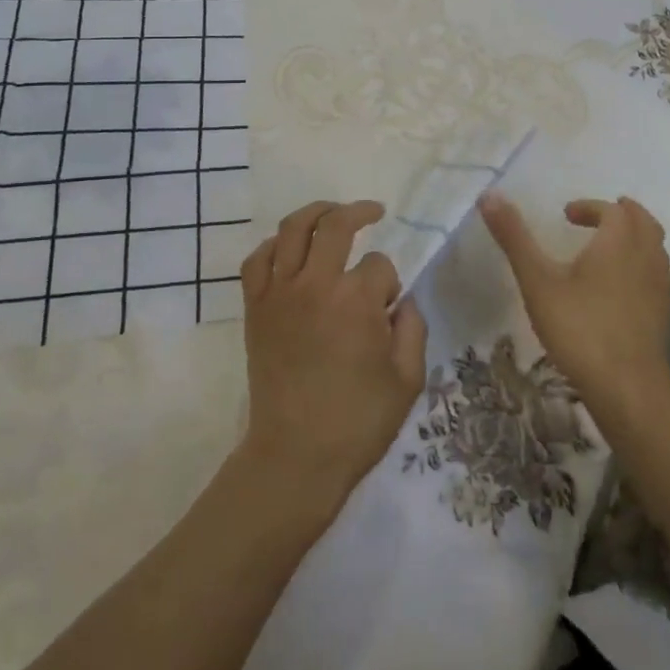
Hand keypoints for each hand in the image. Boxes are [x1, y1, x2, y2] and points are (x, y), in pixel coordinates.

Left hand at [238, 200, 427, 508]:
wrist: (295, 457)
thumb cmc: (358, 421)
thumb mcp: (408, 378)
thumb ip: (413, 328)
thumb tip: (400, 300)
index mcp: (356, 301)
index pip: (379, 265)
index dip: (389, 282)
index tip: (388, 308)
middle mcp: (315, 285)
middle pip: (335, 224)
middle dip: (359, 212)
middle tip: (374, 212)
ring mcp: (279, 294)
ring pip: (291, 229)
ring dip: (315, 213)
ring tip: (332, 213)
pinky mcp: (256, 308)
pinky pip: (256, 260)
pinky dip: (272, 246)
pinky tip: (288, 249)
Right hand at [478, 192, 669, 414]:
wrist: (627, 388)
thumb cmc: (579, 328)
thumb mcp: (538, 281)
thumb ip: (514, 237)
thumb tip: (490, 194)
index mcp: (618, 241)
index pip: (611, 210)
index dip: (589, 207)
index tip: (566, 215)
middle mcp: (645, 256)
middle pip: (643, 221)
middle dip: (622, 213)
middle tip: (598, 217)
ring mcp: (659, 286)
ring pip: (655, 246)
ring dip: (636, 236)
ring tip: (611, 246)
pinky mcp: (663, 313)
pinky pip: (658, 273)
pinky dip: (643, 264)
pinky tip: (623, 285)